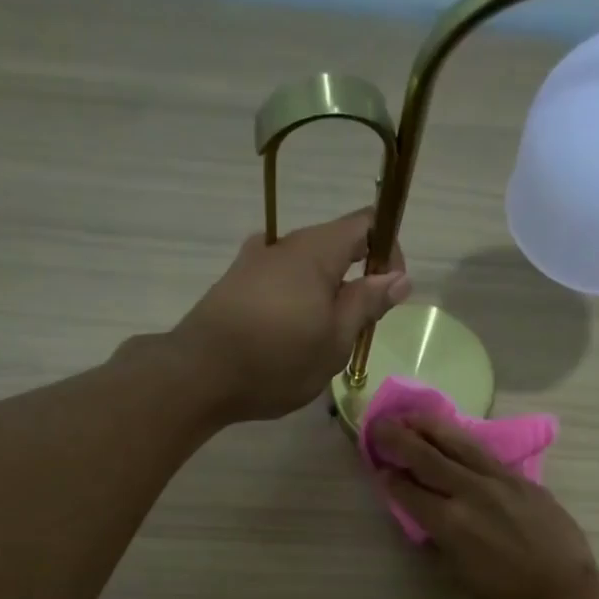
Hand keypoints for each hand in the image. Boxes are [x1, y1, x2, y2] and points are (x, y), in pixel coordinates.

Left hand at [170, 210, 411, 422]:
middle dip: (355, 281)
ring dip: (324, 296)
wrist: (199, 375)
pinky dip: (295, 302)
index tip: (389, 293)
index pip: (366, 223)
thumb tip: (399, 276)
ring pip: (306, 268)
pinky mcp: (235, 284)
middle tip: (355, 330)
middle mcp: (284, 244)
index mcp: (316, 250)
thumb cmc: (277, 360)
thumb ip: (367, 303)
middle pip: (335, 246)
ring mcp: (254, 261)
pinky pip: (280, 282)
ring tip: (319, 342)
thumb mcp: (335, 340)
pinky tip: (287, 337)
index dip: (388, 250)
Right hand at [372, 414, 598, 598]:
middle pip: (427, 457)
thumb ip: (440, 540)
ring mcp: (499, 480)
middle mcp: (470, 493)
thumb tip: (427, 518)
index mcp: (450, 523)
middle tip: (380, 426)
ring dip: (430, 427)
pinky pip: (484, 453)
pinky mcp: (521, 478)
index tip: (379, 467)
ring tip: (412, 416)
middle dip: (399, 439)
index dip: (390, 478)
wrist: (563, 590)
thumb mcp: (460, 575)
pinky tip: (453, 435)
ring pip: (458, 443)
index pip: (410, 492)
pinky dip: (462, 440)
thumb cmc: (506, 596)